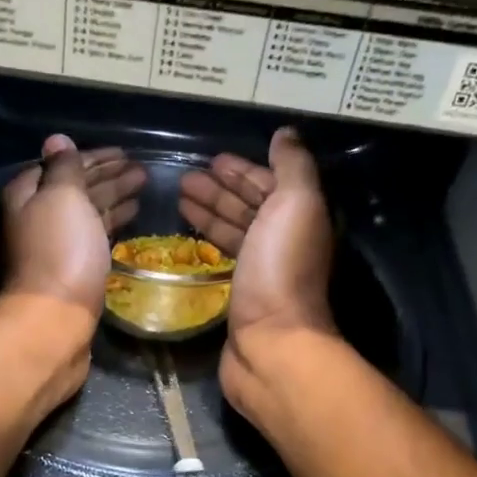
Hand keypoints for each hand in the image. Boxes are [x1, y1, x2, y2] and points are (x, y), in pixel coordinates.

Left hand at [0, 135, 144, 318]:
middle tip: (141, 169)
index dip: (93, 157)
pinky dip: (112, 222)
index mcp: (28, 195)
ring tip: (144, 186)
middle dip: (108, 176)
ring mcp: (56, 245)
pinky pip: (95, 235)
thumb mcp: (61, 196)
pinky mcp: (74, 269)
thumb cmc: (60, 250)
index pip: (62, 164)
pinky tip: (131, 217)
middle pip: (76, 188)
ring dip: (114, 197)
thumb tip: (57, 140)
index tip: (124, 152)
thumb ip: (64, 167)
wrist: (56, 318)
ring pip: (88, 212)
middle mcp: (38, 217)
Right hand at [178, 128, 336, 410]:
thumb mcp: (295, 205)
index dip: (243, 170)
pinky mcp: (239, 295)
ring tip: (178, 197)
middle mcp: (282, 242)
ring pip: (233, 232)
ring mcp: (260, 271)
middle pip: (249, 207)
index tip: (212, 159)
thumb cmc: (281, 269)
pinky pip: (221, 258)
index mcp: (298, 218)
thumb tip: (286, 133)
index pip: (269, 185)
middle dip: (219, 190)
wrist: (271, 342)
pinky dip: (206, 242)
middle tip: (184, 177)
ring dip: (209, 212)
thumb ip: (293, 167)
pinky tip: (185, 236)